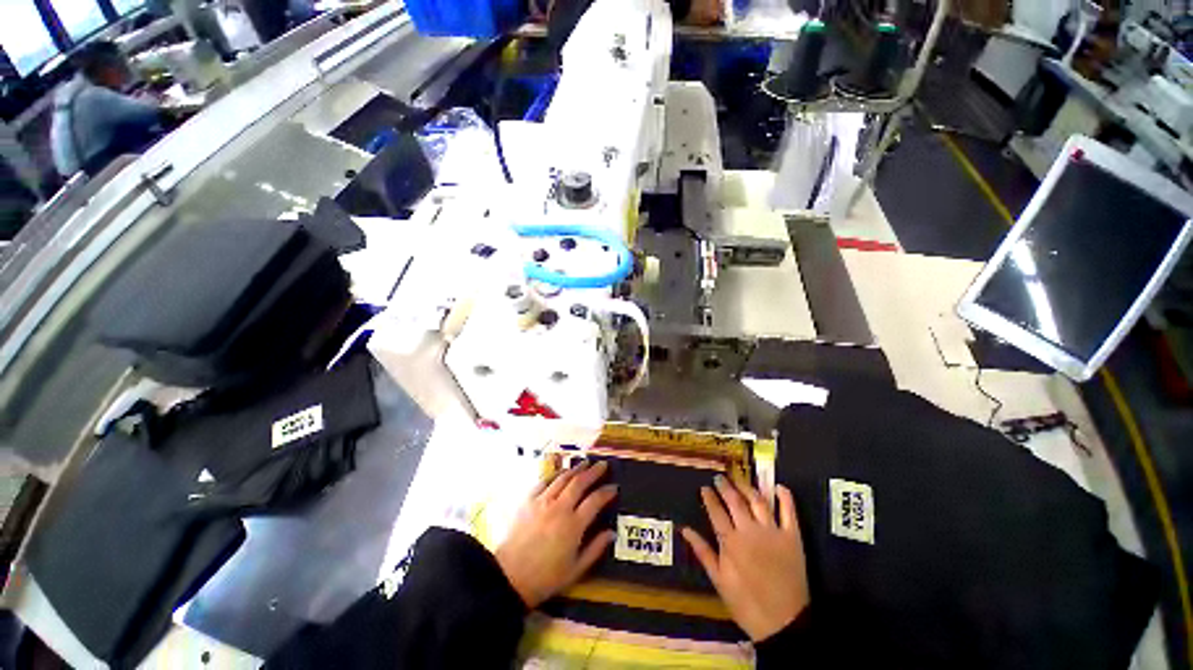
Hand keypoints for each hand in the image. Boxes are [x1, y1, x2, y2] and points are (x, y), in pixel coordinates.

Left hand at [495, 460, 617, 608]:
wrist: (510, 577)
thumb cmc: (546, 578)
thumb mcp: (575, 570)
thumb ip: (595, 549)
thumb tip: (611, 533)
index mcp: (573, 525)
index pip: (595, 501)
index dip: (606, 492)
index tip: (614, 487)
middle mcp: (560, 508)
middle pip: (579, 482)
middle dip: (593, 471)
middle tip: (602, 465)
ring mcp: (543, 501)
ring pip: (563, 478)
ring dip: (575, 469)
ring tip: (585, 463)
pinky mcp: (528, 500)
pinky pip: (544, 481)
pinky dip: (555, 474)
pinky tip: (560, 473)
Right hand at [682, 476, 809, 641]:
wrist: (784, 623)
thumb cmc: (746, 603)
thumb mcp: (719, 580)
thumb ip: (703, 552)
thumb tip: (684, 529)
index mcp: (731, 542)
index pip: (716, 511)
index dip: (709, 497)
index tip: (704, 488)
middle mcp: (750, 531)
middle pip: (735, 501)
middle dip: (725, 486)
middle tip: (719, 477)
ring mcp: (772, 532)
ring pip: (758, 501)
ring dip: (747, 487)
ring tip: (739, 479)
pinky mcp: (792, 538)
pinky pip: (789, 512)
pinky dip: (785, 498)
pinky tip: (779, 486)